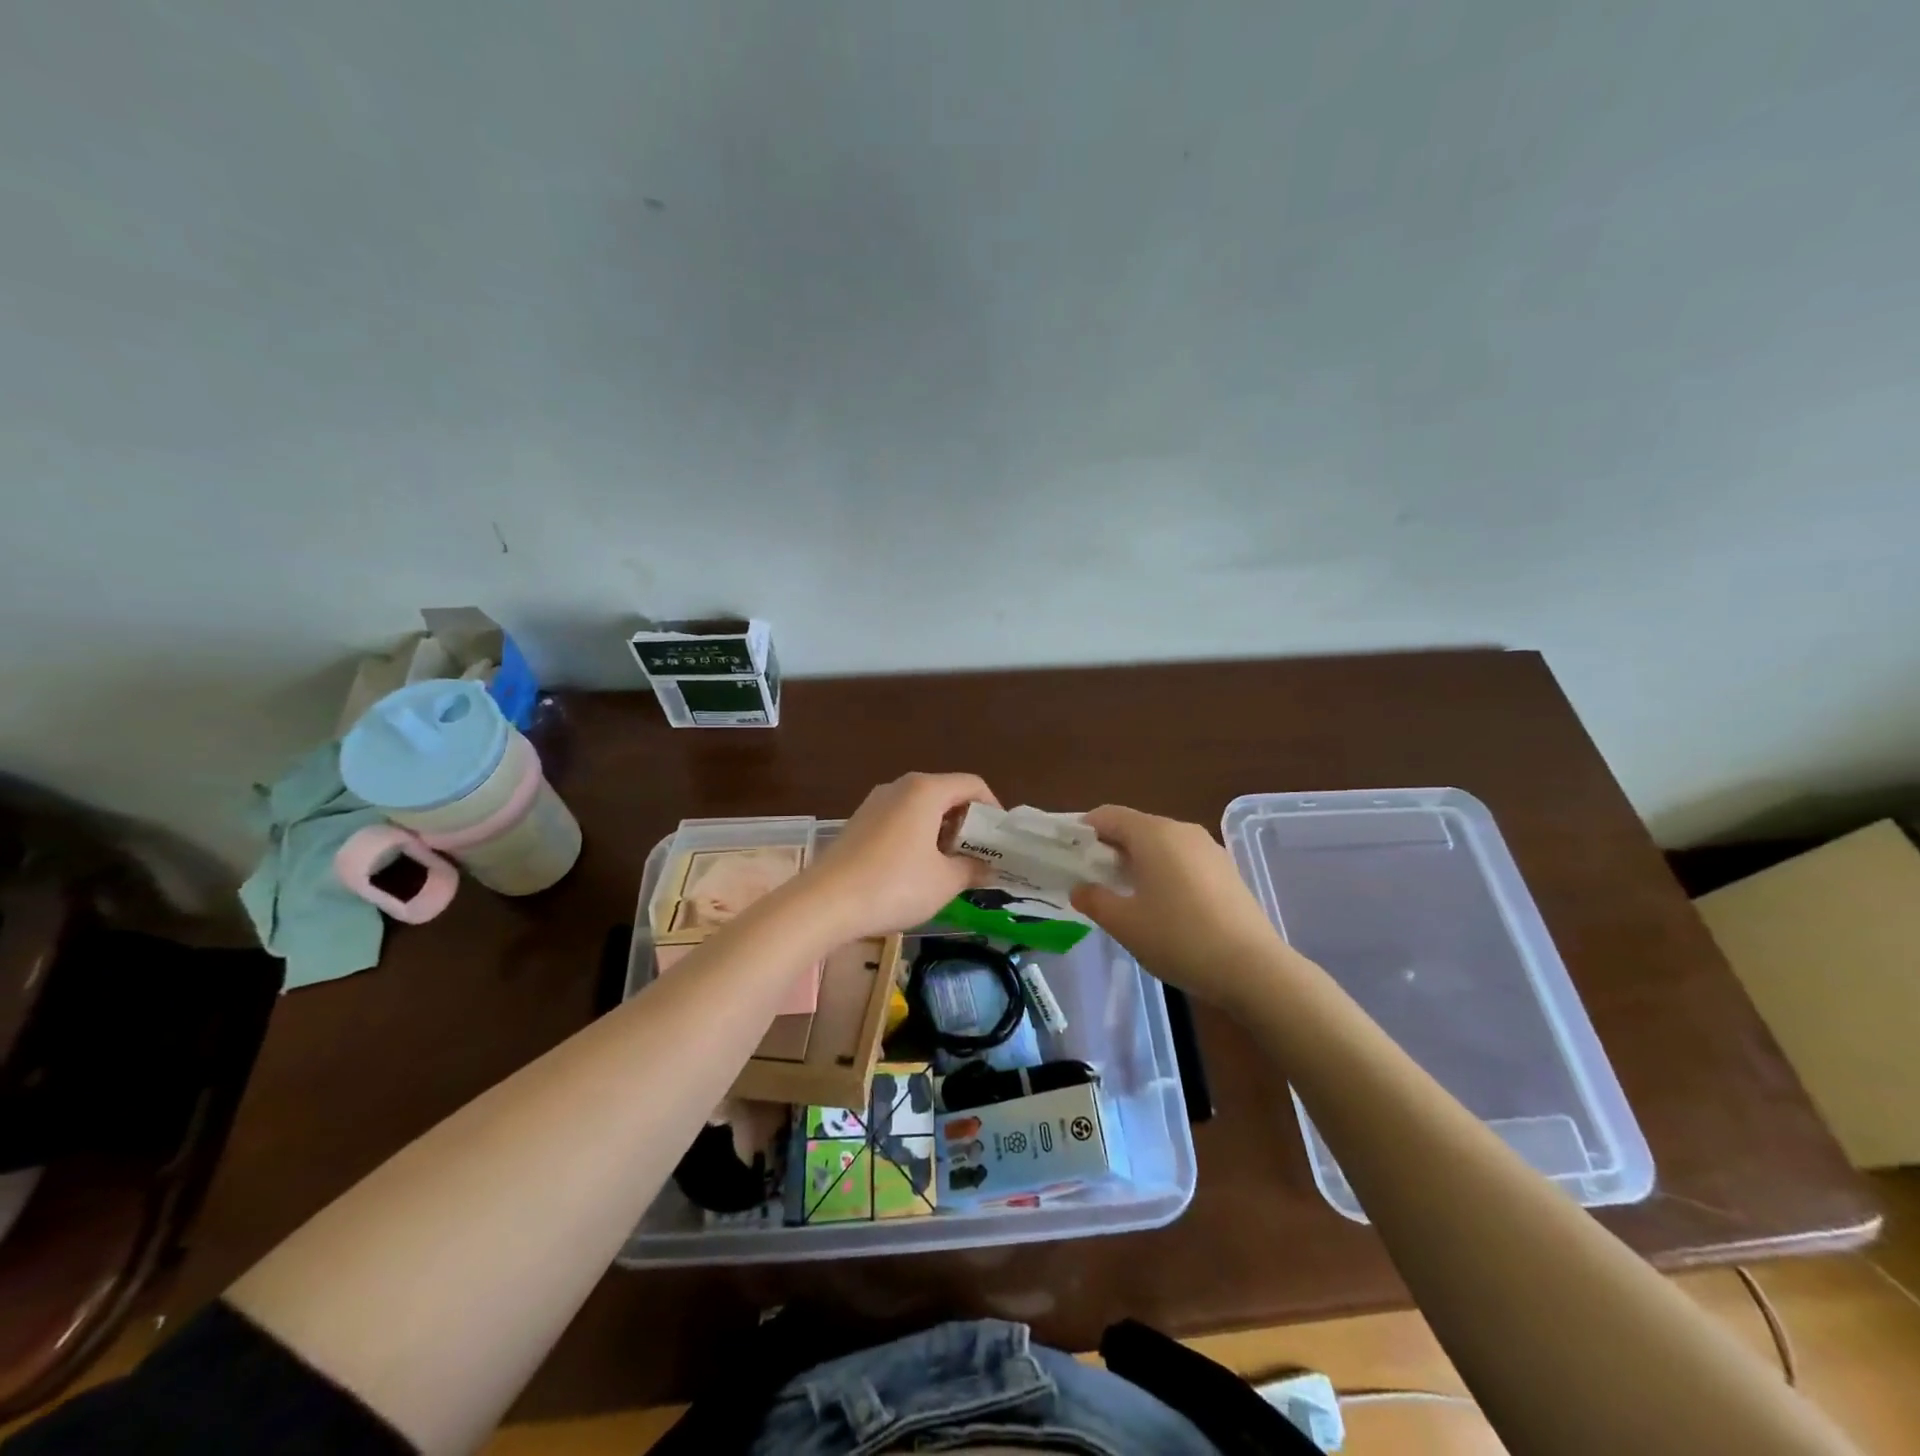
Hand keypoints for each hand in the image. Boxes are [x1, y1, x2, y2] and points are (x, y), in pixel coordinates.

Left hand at [802, 773, 999, 940]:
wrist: (824, 903)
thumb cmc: (894, 886)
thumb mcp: (944, 882)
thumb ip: (972, 869)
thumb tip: (988, 868)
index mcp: (926, 790)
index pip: (972, 785)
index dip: (993, 810)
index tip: (1001, 841)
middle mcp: (900, 787)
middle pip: (946, 794)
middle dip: (967, 823)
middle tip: (979, 856)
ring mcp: (875, 803)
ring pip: (921, 808)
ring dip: (942, 832)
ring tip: (951, 866)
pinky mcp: (858, 823)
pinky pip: (899, 820)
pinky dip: (917, 837)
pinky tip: (917, 870)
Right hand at [1071, 805, 1288, 1009]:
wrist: (1253, 968)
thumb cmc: (1179, 939)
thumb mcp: (1125, 924)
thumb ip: (1094, 900)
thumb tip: (1081, 889)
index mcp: (1154, 834)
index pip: (1108, 816)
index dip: (1084, 832)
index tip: (1070, 857)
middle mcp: (1182, 830)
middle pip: (1135, 827)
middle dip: (1110, 849)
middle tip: (1092, 881)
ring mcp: (1209, 849)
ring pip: (1161, 845)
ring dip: (1138, 862)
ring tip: (1126, 896)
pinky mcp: (1227, 870)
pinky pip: (1184, 860)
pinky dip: (1164, 872)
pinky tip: (1163, 907)